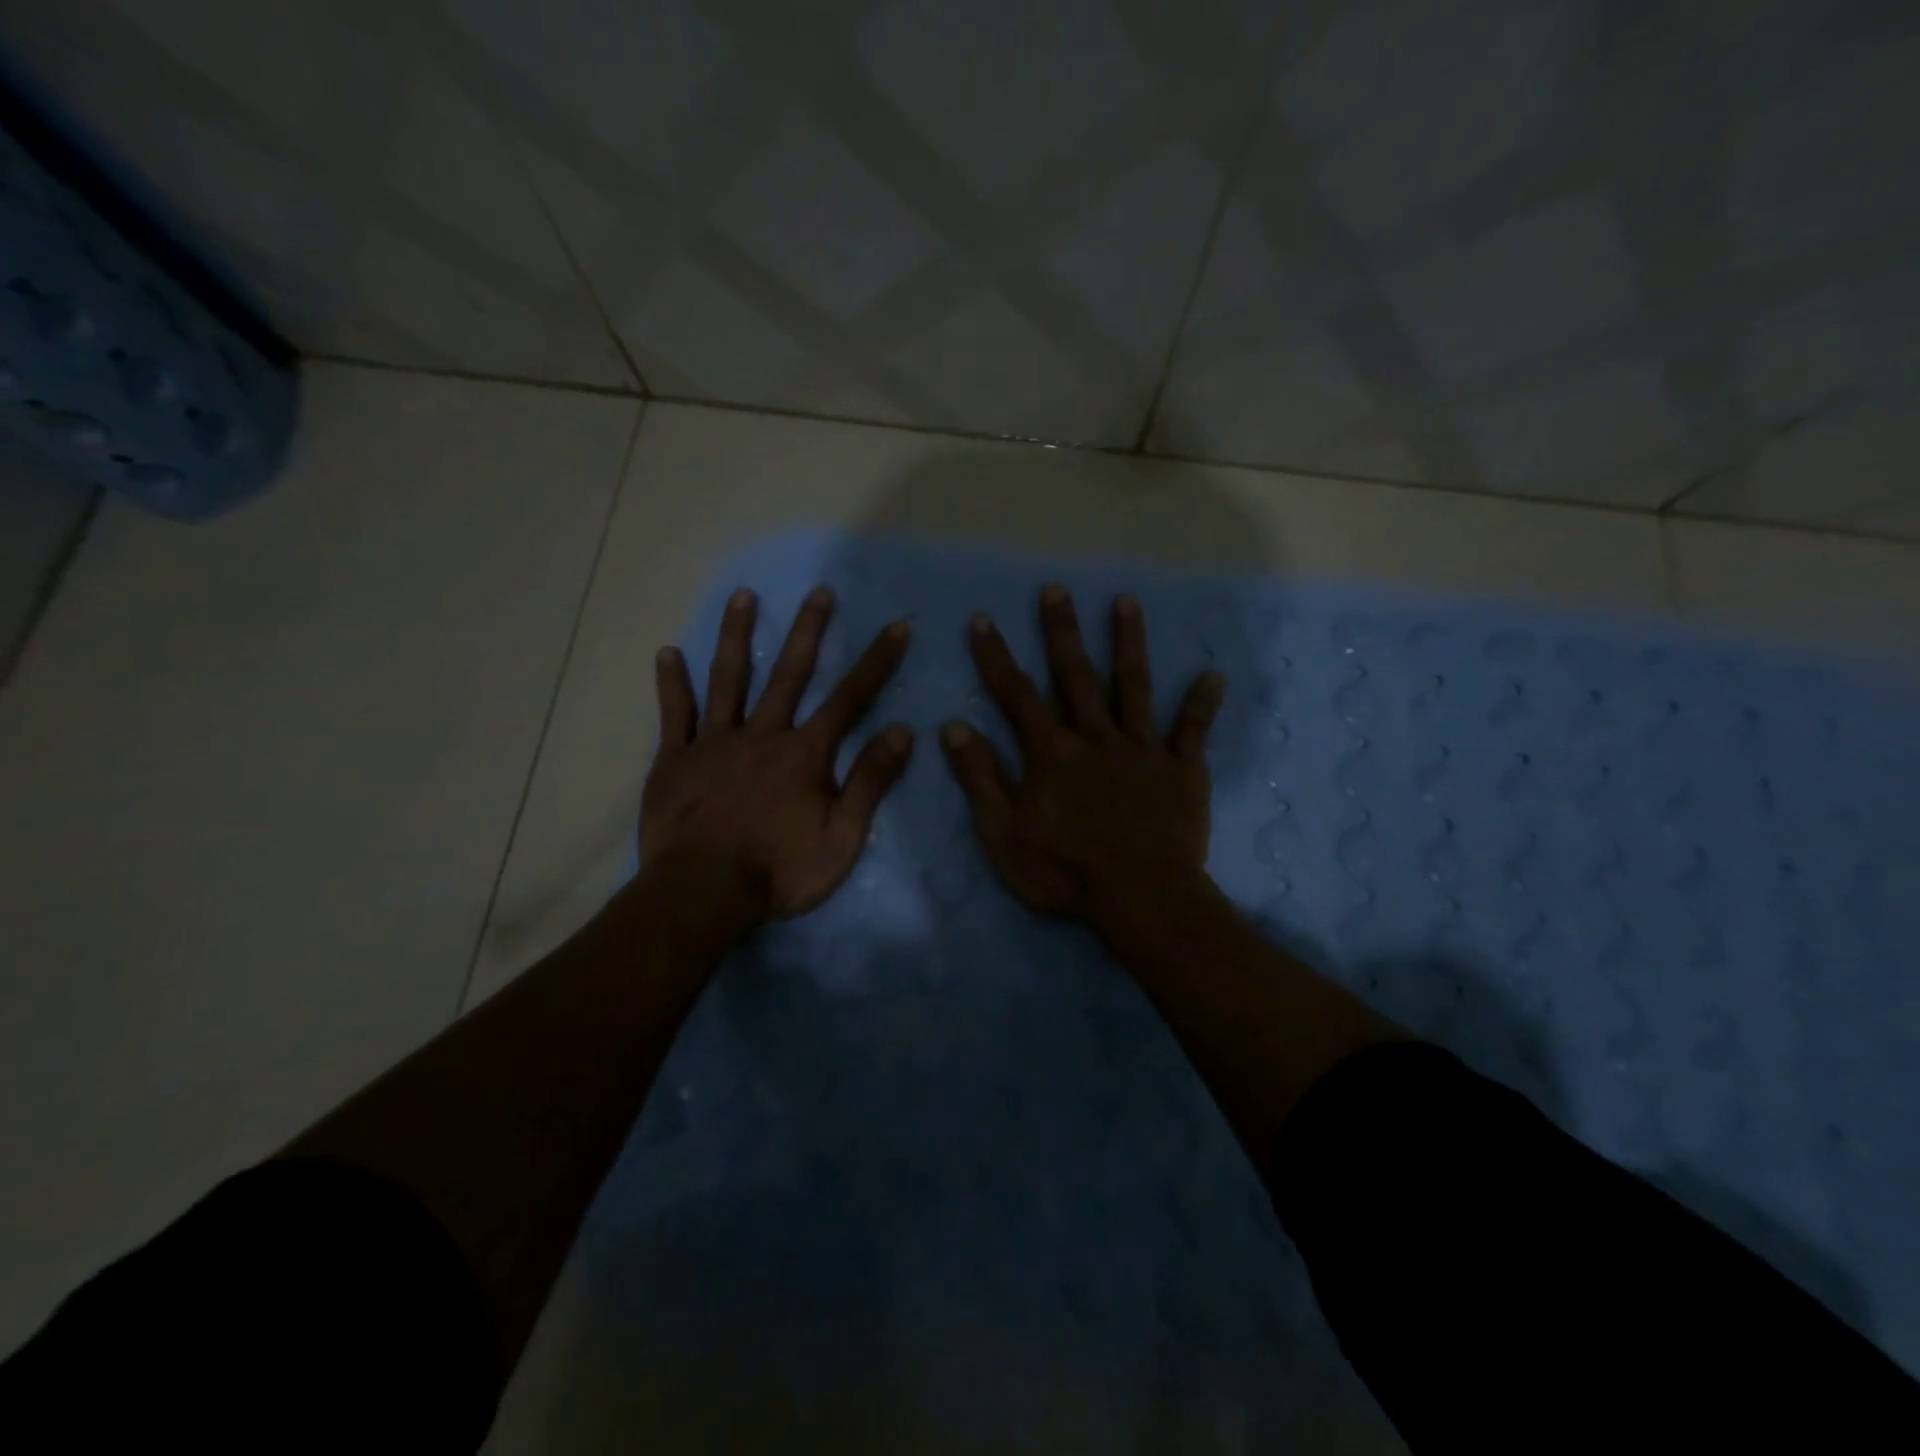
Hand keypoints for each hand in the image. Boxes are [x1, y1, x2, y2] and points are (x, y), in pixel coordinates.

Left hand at [641, 586, 913, 920]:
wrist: (703, 893)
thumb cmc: (780, 870)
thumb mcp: (843, 836)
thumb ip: (871, 781)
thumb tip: (902, 731)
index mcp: (805, 753)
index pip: (850, 698)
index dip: (877, 661)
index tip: (897, 627)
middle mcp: (762, 734)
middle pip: (789, 673)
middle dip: (809, 631)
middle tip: (820, 591)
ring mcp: (715, 742)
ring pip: (729, 679)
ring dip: (737, 636)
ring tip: (743, 596)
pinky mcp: (676, 759)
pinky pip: (675, 714)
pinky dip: (671, 684)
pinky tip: (666, 653)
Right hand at [941, 584, 1223, 923]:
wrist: (1141, 898)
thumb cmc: (1065, 871)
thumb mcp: (1004, 832)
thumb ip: (981, 777)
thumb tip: (953, 727)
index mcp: (1052, 752)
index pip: (1016, 695)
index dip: (996, 657)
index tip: (983, 620)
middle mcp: (1096, 737)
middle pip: (1076, 675)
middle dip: (1062, 631)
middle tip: (1057, 589)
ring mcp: (1142, 750)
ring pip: (1134, 687)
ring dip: (1128, 643)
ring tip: (1126, 602)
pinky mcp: (1182, 770)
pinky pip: (1193, 731)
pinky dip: (1202, 704)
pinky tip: (1213, 675)